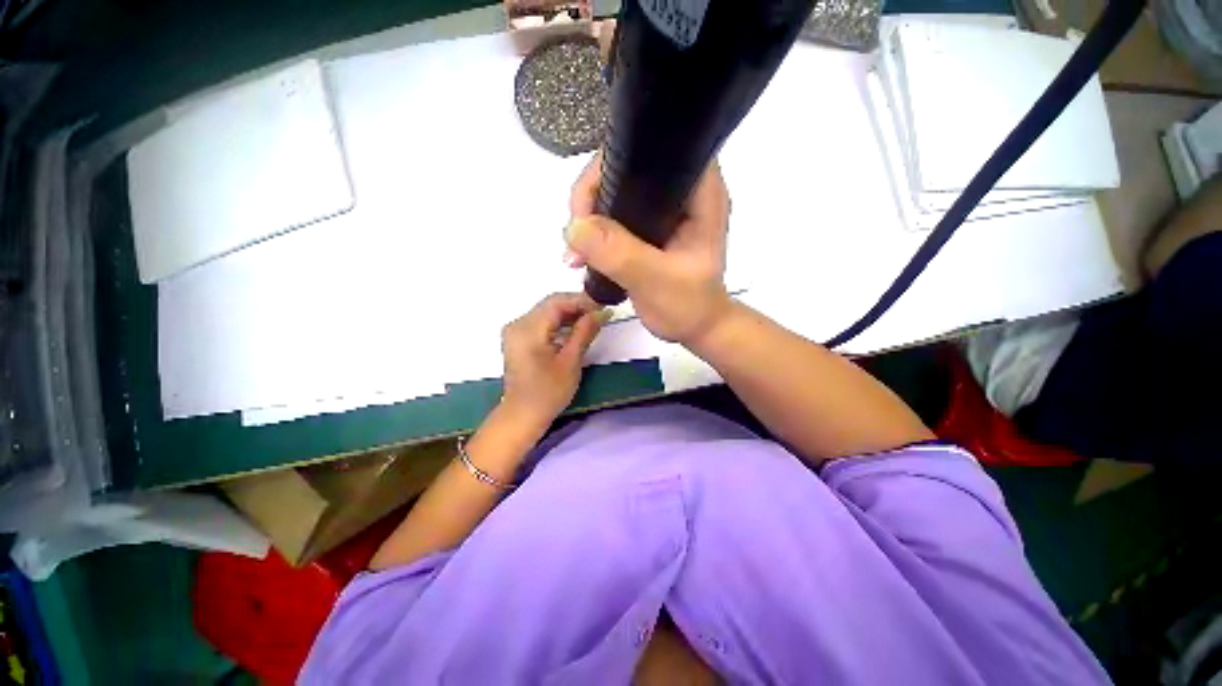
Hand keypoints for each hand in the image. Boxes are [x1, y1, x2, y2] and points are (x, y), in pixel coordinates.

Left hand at [501, 293, 607, 425]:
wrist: (523, 415)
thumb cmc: (548, 392)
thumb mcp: (570, 361)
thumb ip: (584, 332)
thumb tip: (601, 312)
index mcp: (528, 329)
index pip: (557, 302)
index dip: (582, 301)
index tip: (603, 308)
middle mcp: (518, 324)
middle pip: (551, 304)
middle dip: (577, 306)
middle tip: (600, 315)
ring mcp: (516, 331)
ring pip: (547, 312)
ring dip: (570, 314)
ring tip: (592, 322)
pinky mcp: (519, 338)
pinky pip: (542, 322)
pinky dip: (560, 323)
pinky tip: (575, 330)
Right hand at [565, 153, 732, 345]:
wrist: (695, 328)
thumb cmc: (689, 307)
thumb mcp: (656, 281)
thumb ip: (620, 254)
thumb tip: (575, 227)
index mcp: (699, 191)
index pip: (653, 151)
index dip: (613, 166)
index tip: (587, 206)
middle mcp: (681, 191)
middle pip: (626, 168)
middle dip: (593, 195)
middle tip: (576, 233)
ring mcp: (664, 209)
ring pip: (615, 191)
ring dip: (590, 217)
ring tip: (576, 250)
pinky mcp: (649, 227)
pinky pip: (614, 215)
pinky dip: (595, 231)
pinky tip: (583, 252)